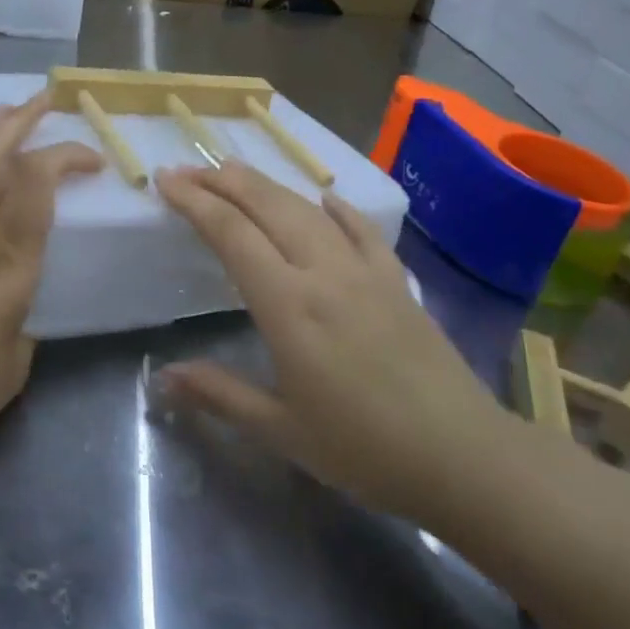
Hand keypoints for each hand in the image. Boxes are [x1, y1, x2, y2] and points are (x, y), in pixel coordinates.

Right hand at [154, 162, 514, 521]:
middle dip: (223, 181)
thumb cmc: (364, 450)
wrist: (465, 459)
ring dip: (267, 186)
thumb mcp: (282, 430)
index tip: (165, 181)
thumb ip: (220, 394)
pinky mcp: (397, 281)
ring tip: (235, 172)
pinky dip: (338, 209)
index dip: (194, 202)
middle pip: (267, 206)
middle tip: (188, 170)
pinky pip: (363, 231)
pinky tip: (325, 198)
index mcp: (288, 305)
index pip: (231, 234)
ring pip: (307, 210)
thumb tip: (164, 378)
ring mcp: (365, 271)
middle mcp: (323, 272)